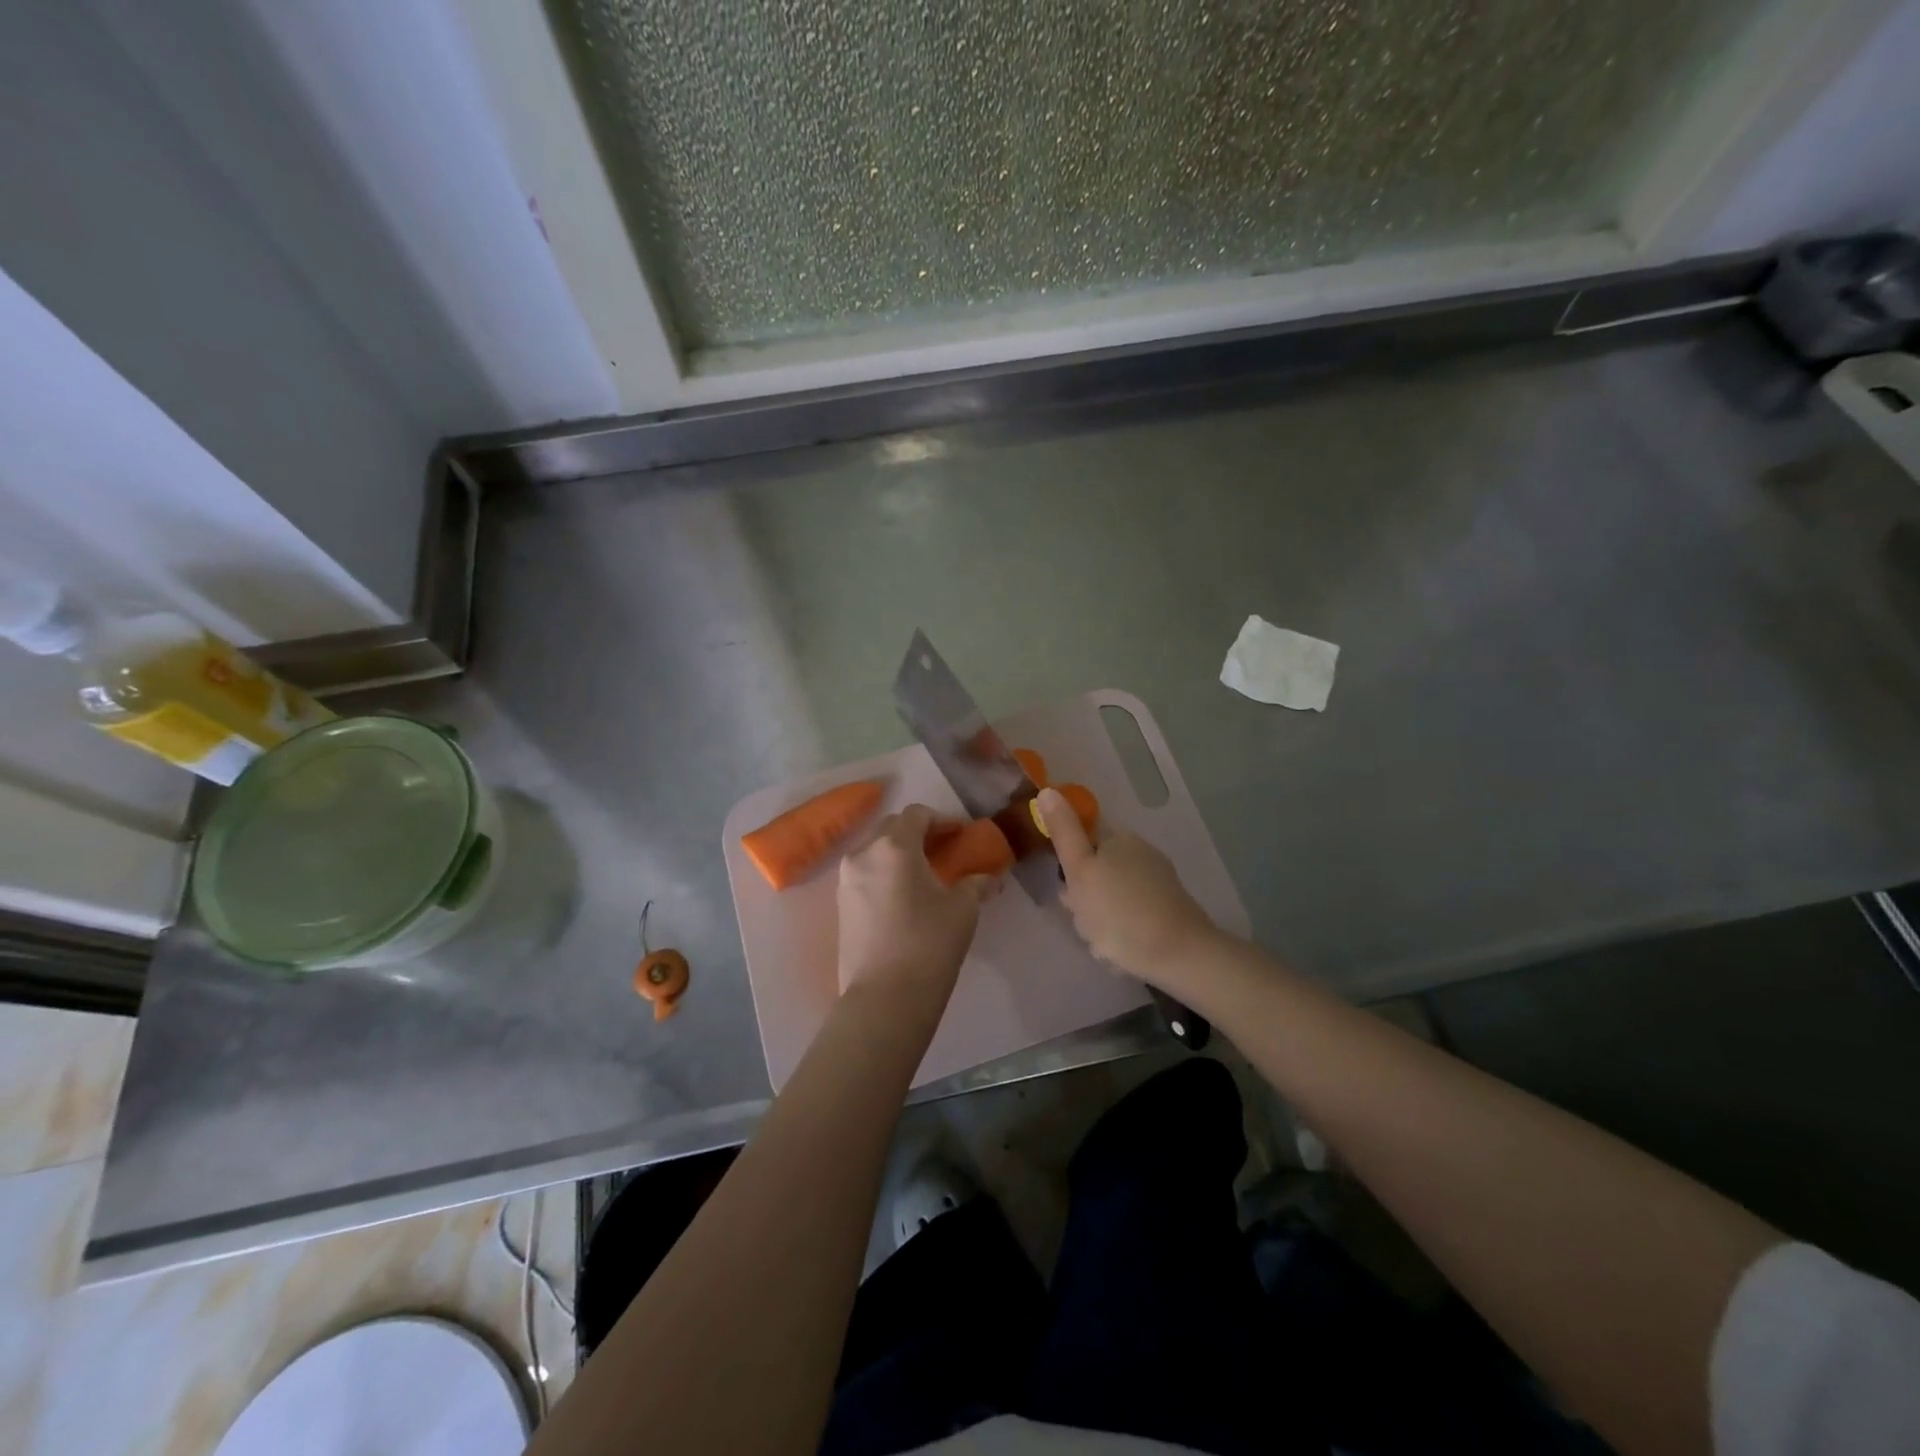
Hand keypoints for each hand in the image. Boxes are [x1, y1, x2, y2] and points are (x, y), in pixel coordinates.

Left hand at [836, 804, 998, 1006]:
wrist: (884, 998)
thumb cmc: (928, 944)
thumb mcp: (963, 910)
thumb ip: (976, 884)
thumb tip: (991, 878)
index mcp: (894, 846)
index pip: (918, 815)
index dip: (943, 820)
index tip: (962, 835)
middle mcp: (864, 853)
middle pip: (892, 827)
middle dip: (918, 832)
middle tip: (944, 850)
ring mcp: (846, 879)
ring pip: (874, 849)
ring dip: (899, 851)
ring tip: (924, 873)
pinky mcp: (841, 904)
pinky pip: (865, 872)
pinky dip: (885, 871)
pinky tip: (904, 894)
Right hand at [1036, 787, 1220, 983]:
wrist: (1180, 954)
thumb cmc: (1118, 912)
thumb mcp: (1080, 871)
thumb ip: (1063, 832)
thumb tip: (1047, 790)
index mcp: (1117, 838)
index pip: (1081, 842)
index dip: (1069, 868)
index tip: (1069, 893)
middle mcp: (1140, 850)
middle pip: (1097, 870)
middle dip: (1085, 896)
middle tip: (1084, 921)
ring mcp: (1159, 879)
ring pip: (1113, 895)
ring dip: (1102, 917)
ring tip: (1104, 943)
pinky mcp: (1170, 906)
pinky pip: (1133, 914)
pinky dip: (1124, 929)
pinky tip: (1123, 949)